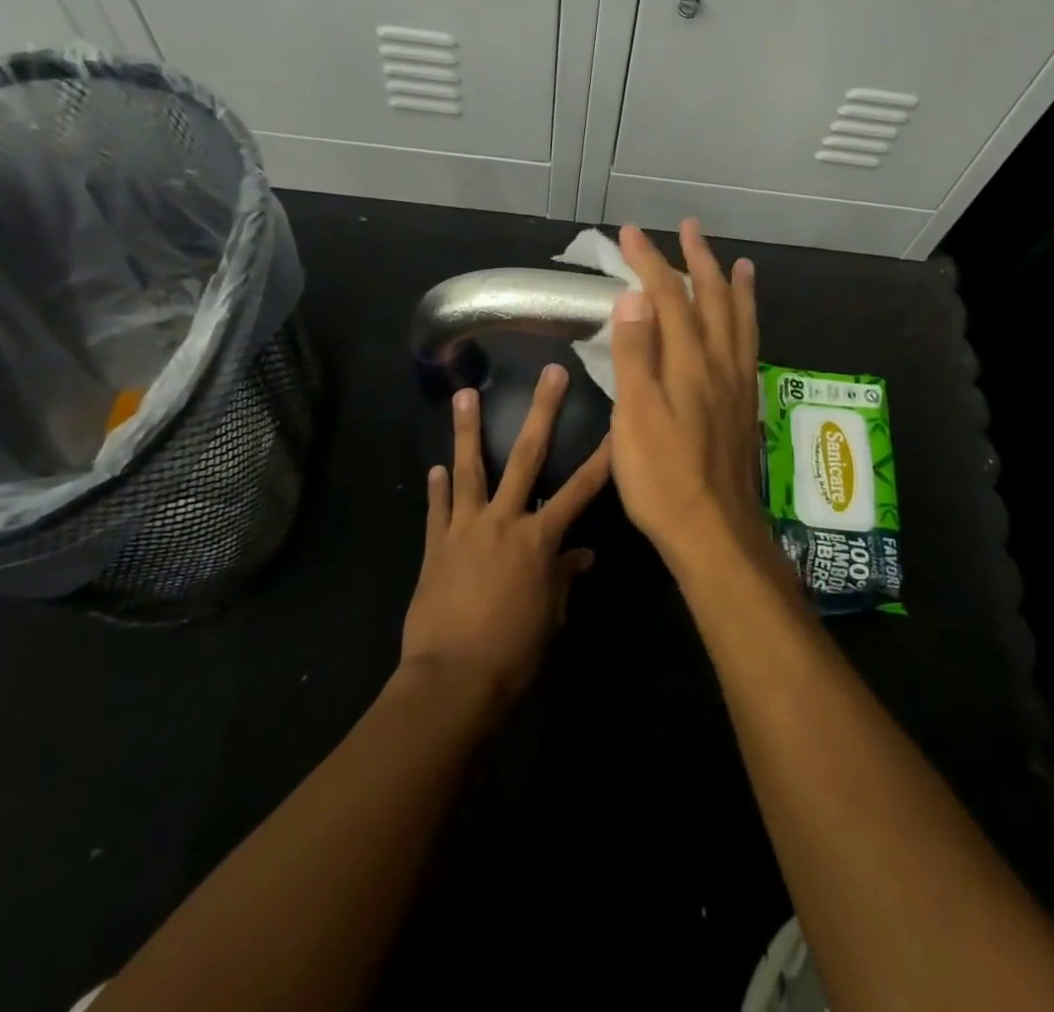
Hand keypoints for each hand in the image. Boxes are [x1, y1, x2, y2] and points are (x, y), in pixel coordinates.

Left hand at [400, 365, 610, 705]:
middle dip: (542, 412)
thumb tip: (583, 556)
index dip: (603, 456)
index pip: (581, 489)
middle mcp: (504, 520)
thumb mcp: (550, 615)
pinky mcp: (436, 545)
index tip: (618, 421)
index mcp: (539, 538)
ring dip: (467, 429)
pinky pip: (438, 509)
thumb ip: (564, 577)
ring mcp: (466, 528)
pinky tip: (436, 466)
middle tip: (550, 373)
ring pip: (470, 468)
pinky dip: (438, 487)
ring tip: (463, 393)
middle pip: (526, 456)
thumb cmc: (513, 651)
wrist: (452, 679)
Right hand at [608, 221, 777, 578]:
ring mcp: (738, 383)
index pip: (668, 296)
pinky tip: (748, 327)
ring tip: (740, 263)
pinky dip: (750, 323)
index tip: (630, 233)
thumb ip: (636, 353)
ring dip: (736, 287)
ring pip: (741, 321)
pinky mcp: (746, 405)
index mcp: (688, 361)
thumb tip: (635, 296)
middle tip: (690, 228)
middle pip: (712, 299)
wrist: (714, 530)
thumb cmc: (663, 476)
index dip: (649, 261)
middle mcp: (719, 362)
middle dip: (699, 259)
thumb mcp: (635, 415)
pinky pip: (751, 347)